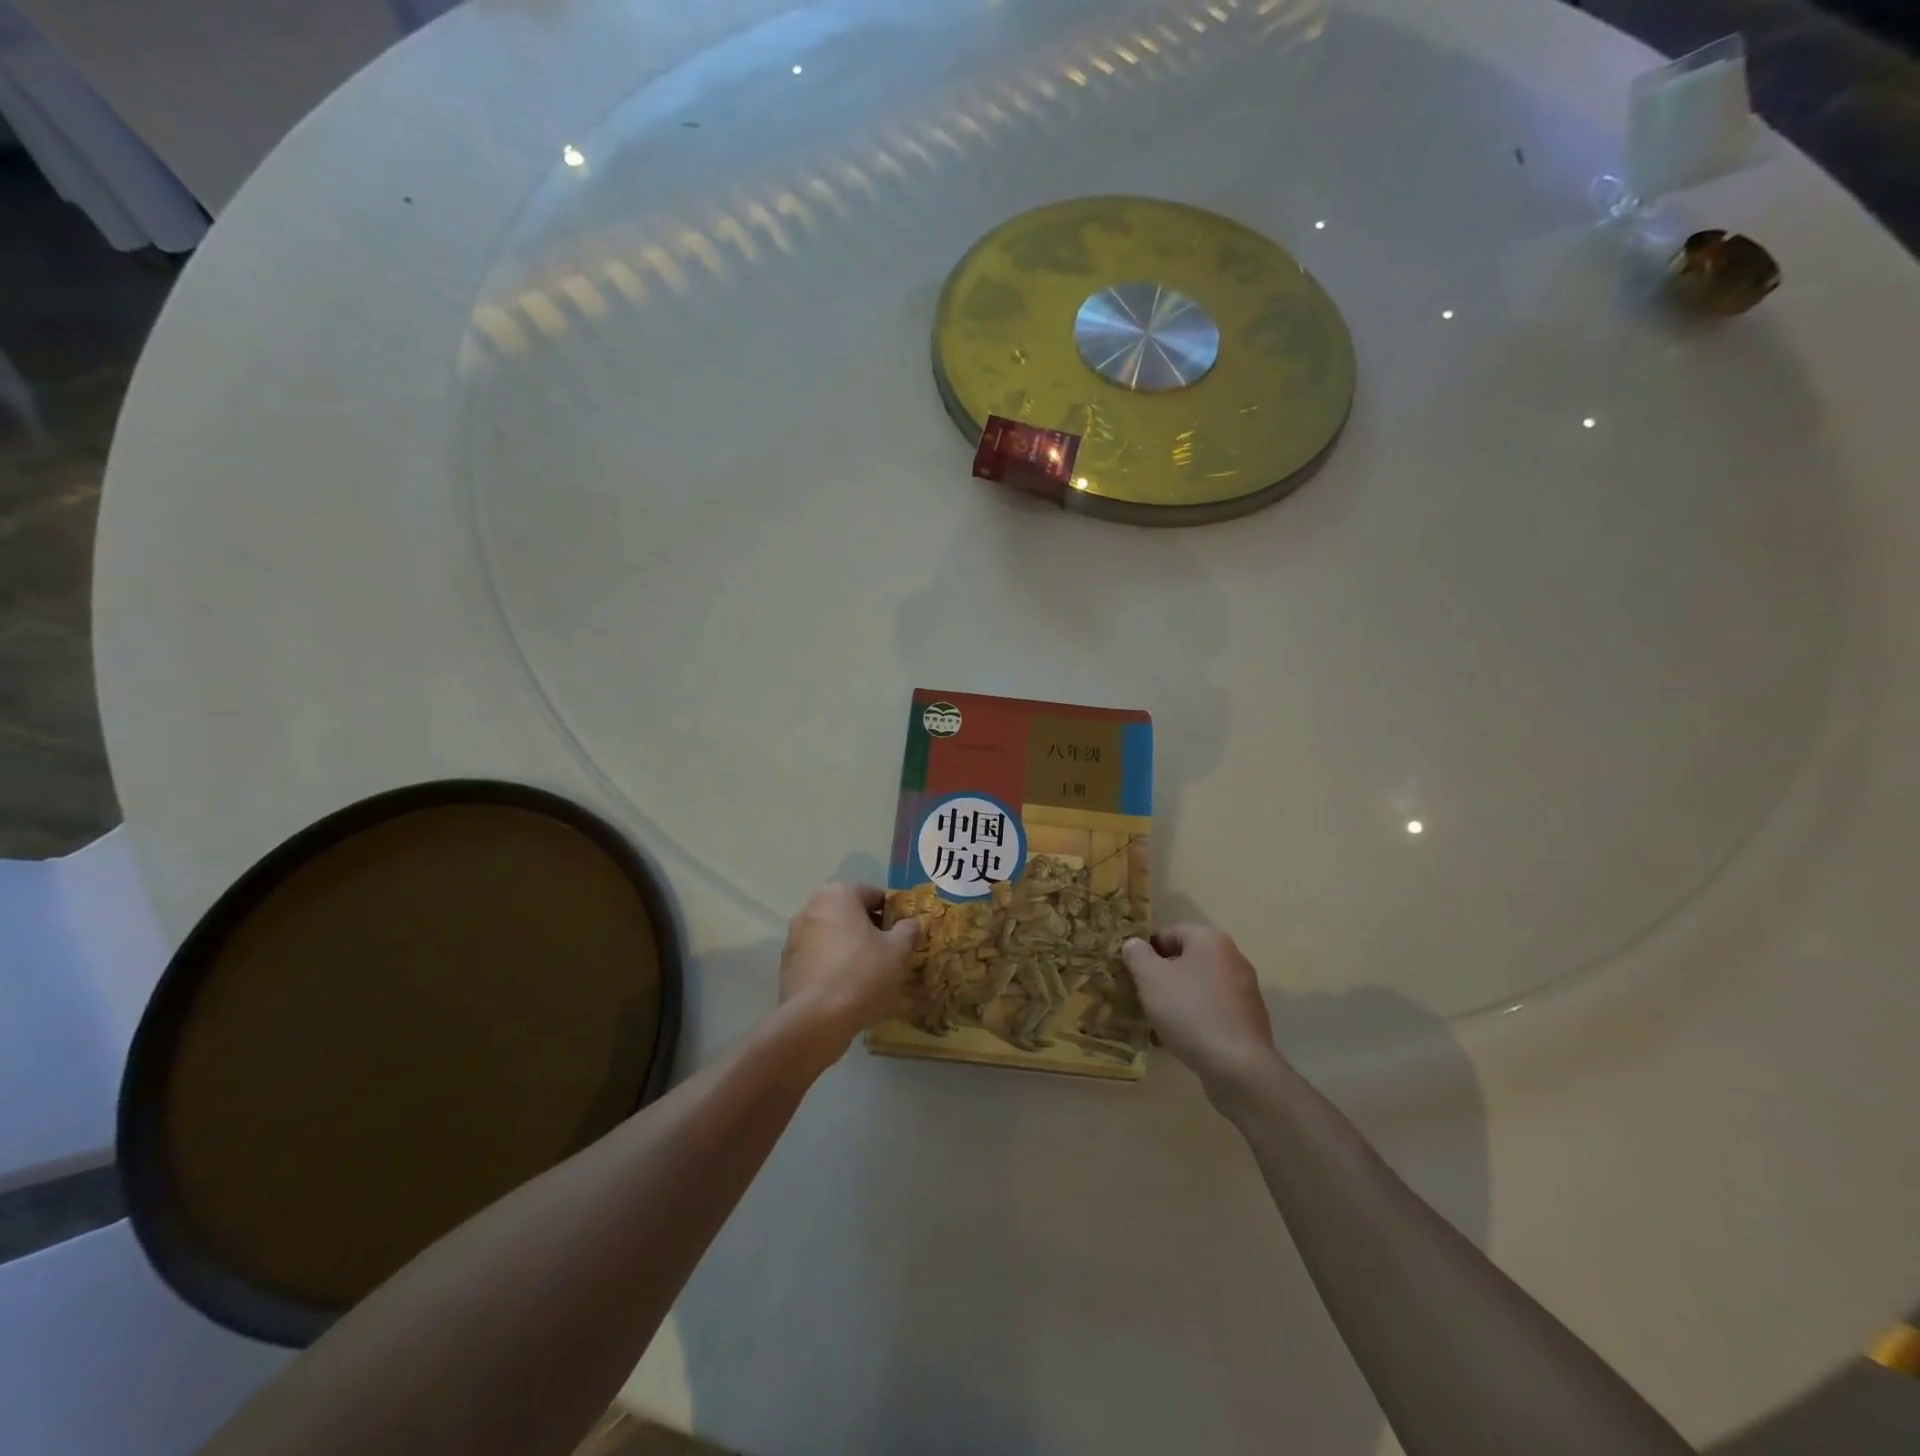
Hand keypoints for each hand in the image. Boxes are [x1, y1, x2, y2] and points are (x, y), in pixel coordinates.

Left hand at [778, 883, 918, 1059]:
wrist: (816, 1021)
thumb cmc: (862, 974)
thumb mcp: (897, 951)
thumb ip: (907, 930)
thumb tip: (910, 923)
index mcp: (838, 895)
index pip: (873, 894)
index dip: (892, 913)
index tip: (902, 935)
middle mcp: (810, 908)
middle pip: (849, 913)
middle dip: (869, 929)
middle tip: (888, 953)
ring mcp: (794, 937)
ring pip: (832, 935)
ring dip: (849, 947)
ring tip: (869, 974)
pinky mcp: (787, 965)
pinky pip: (818, 957)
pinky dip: (832, 965)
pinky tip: (847, 989)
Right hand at [1122, 926, 1279, 1096]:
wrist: (1237, 1066)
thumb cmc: (1189, 1011)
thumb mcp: (1150, 978)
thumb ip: (1137, 954)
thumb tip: (1134, 944)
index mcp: (1211, 941)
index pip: (1172, 933)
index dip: (1149, 950)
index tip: (1134, 972)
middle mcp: (1234, 958)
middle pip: (1188, 960)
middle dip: (1164, 976)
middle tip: (1144, 996)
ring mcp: (1246, 991)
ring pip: (1201, 987)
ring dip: (1179, 999)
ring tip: (1159, 1022)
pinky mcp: (1250, 1021)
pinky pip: (1215, 1011)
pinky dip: (1197, 1019)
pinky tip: (1182, 1039)